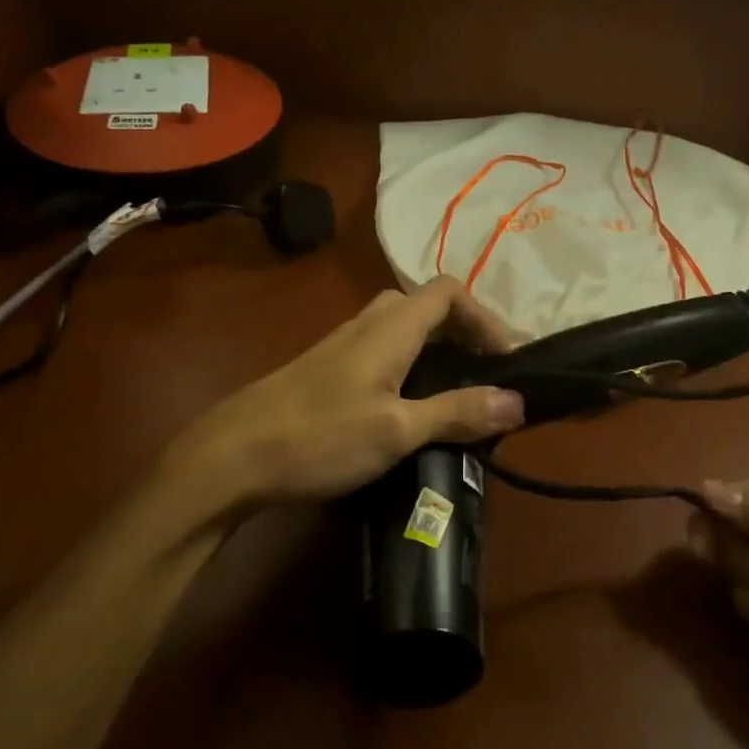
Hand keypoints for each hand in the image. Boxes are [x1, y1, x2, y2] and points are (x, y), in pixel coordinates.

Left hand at [169, 277, 524, 513]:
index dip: (484, 316)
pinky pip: (381, 349)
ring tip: (454, 390)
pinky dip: (409, 364)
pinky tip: (408, 405)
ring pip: (401, 327)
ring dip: (435, 347)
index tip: (506, 358)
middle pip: (424, 304)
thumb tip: (518, 400)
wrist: (230, 456)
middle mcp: (367, 324)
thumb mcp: (396, 430)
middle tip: (482, 370)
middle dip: (461, 329)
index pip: (447, 292)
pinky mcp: (327, 370)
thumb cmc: (318, 437)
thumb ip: (456, 412)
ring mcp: (342, 346)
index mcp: (389, 327)